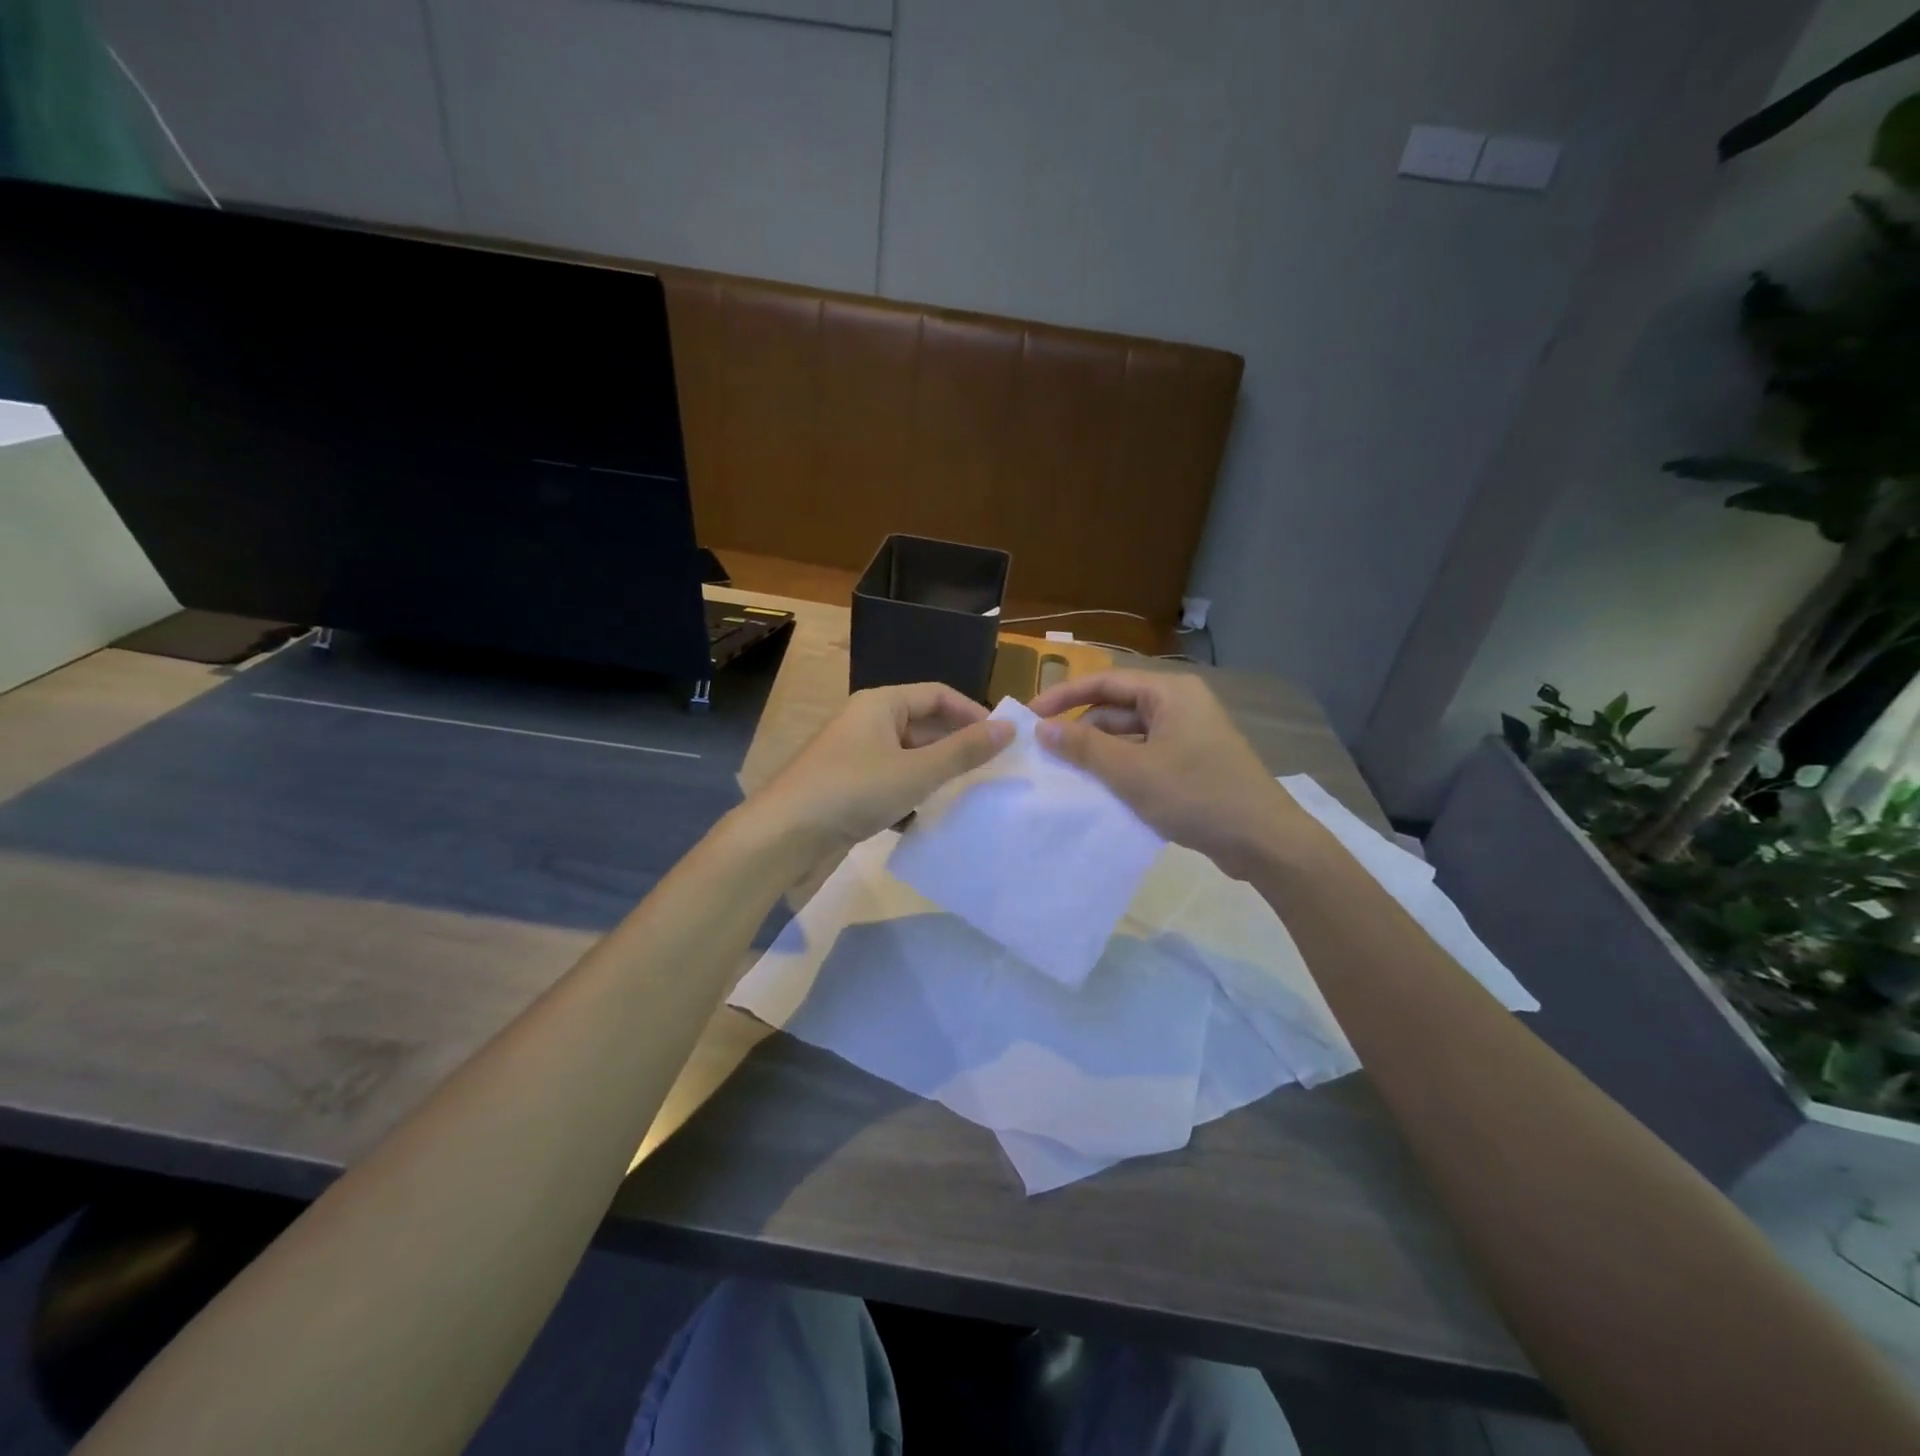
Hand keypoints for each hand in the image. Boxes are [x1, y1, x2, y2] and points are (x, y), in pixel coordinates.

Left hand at [751, 683, 1013, 852]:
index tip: (1001, 740)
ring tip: (966, 797)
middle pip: (923, 726)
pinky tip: (926, 821)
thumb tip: (1008, 728)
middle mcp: (867, 723)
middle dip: (955, 748)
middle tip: (990, 772)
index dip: (972, 713)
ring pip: (907, 759)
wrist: (783, 836)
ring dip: (935, 776)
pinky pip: (890, 784)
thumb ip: (963, 751)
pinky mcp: (847, 789)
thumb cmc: (853, 791)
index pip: (937, 694)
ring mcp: (854, 757)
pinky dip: (910, 798)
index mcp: (881, 704)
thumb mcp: (916, 771)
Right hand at [1027, 670, 1302, 879]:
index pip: (1104, 682)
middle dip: (1080, 730)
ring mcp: (1188, 735)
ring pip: (1130, 736)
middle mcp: (1179, 705)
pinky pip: (1145, 757)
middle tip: (1045, 754)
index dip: (1063, 696)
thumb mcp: (1132, 771)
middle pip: (1116, 708)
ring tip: (1066, 776)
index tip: (1029, 717)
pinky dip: (1121, 769)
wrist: (1263, 841)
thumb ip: (1084, 748)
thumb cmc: (1196, 795)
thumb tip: (1042, 729)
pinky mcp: (1192, 763)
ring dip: (1099, 754)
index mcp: (1169, 693)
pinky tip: (1099, 792)